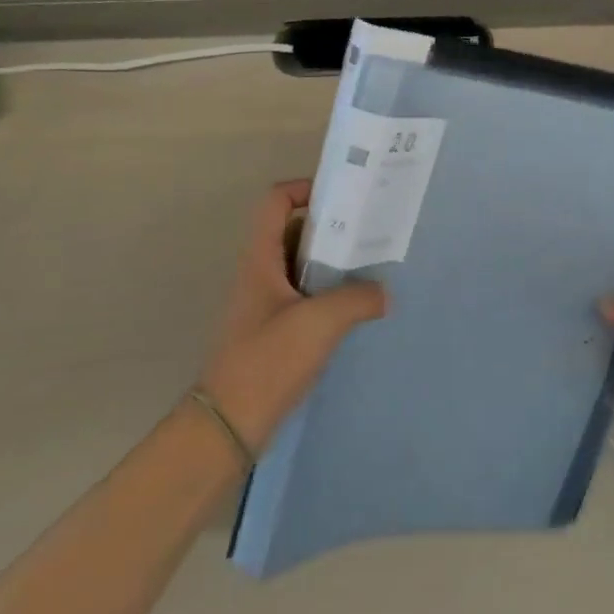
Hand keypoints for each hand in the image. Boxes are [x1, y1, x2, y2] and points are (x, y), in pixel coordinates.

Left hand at [197, 180, 387, 453]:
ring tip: (372, 266)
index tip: (344, 197)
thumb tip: (384, 293)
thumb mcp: (319, 323)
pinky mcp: (275, 330)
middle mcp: (261, 273)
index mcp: (261, 259)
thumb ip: (357, 299)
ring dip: (333, 262)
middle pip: (295, 231)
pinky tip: (356, 307)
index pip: (275, 202)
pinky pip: (305, 296)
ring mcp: (267, 303)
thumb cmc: (267, 361)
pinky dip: (329, 293)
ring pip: (302, 265)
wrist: (229, 425)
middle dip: (332, 226)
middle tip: (370, 230)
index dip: (305, 188)